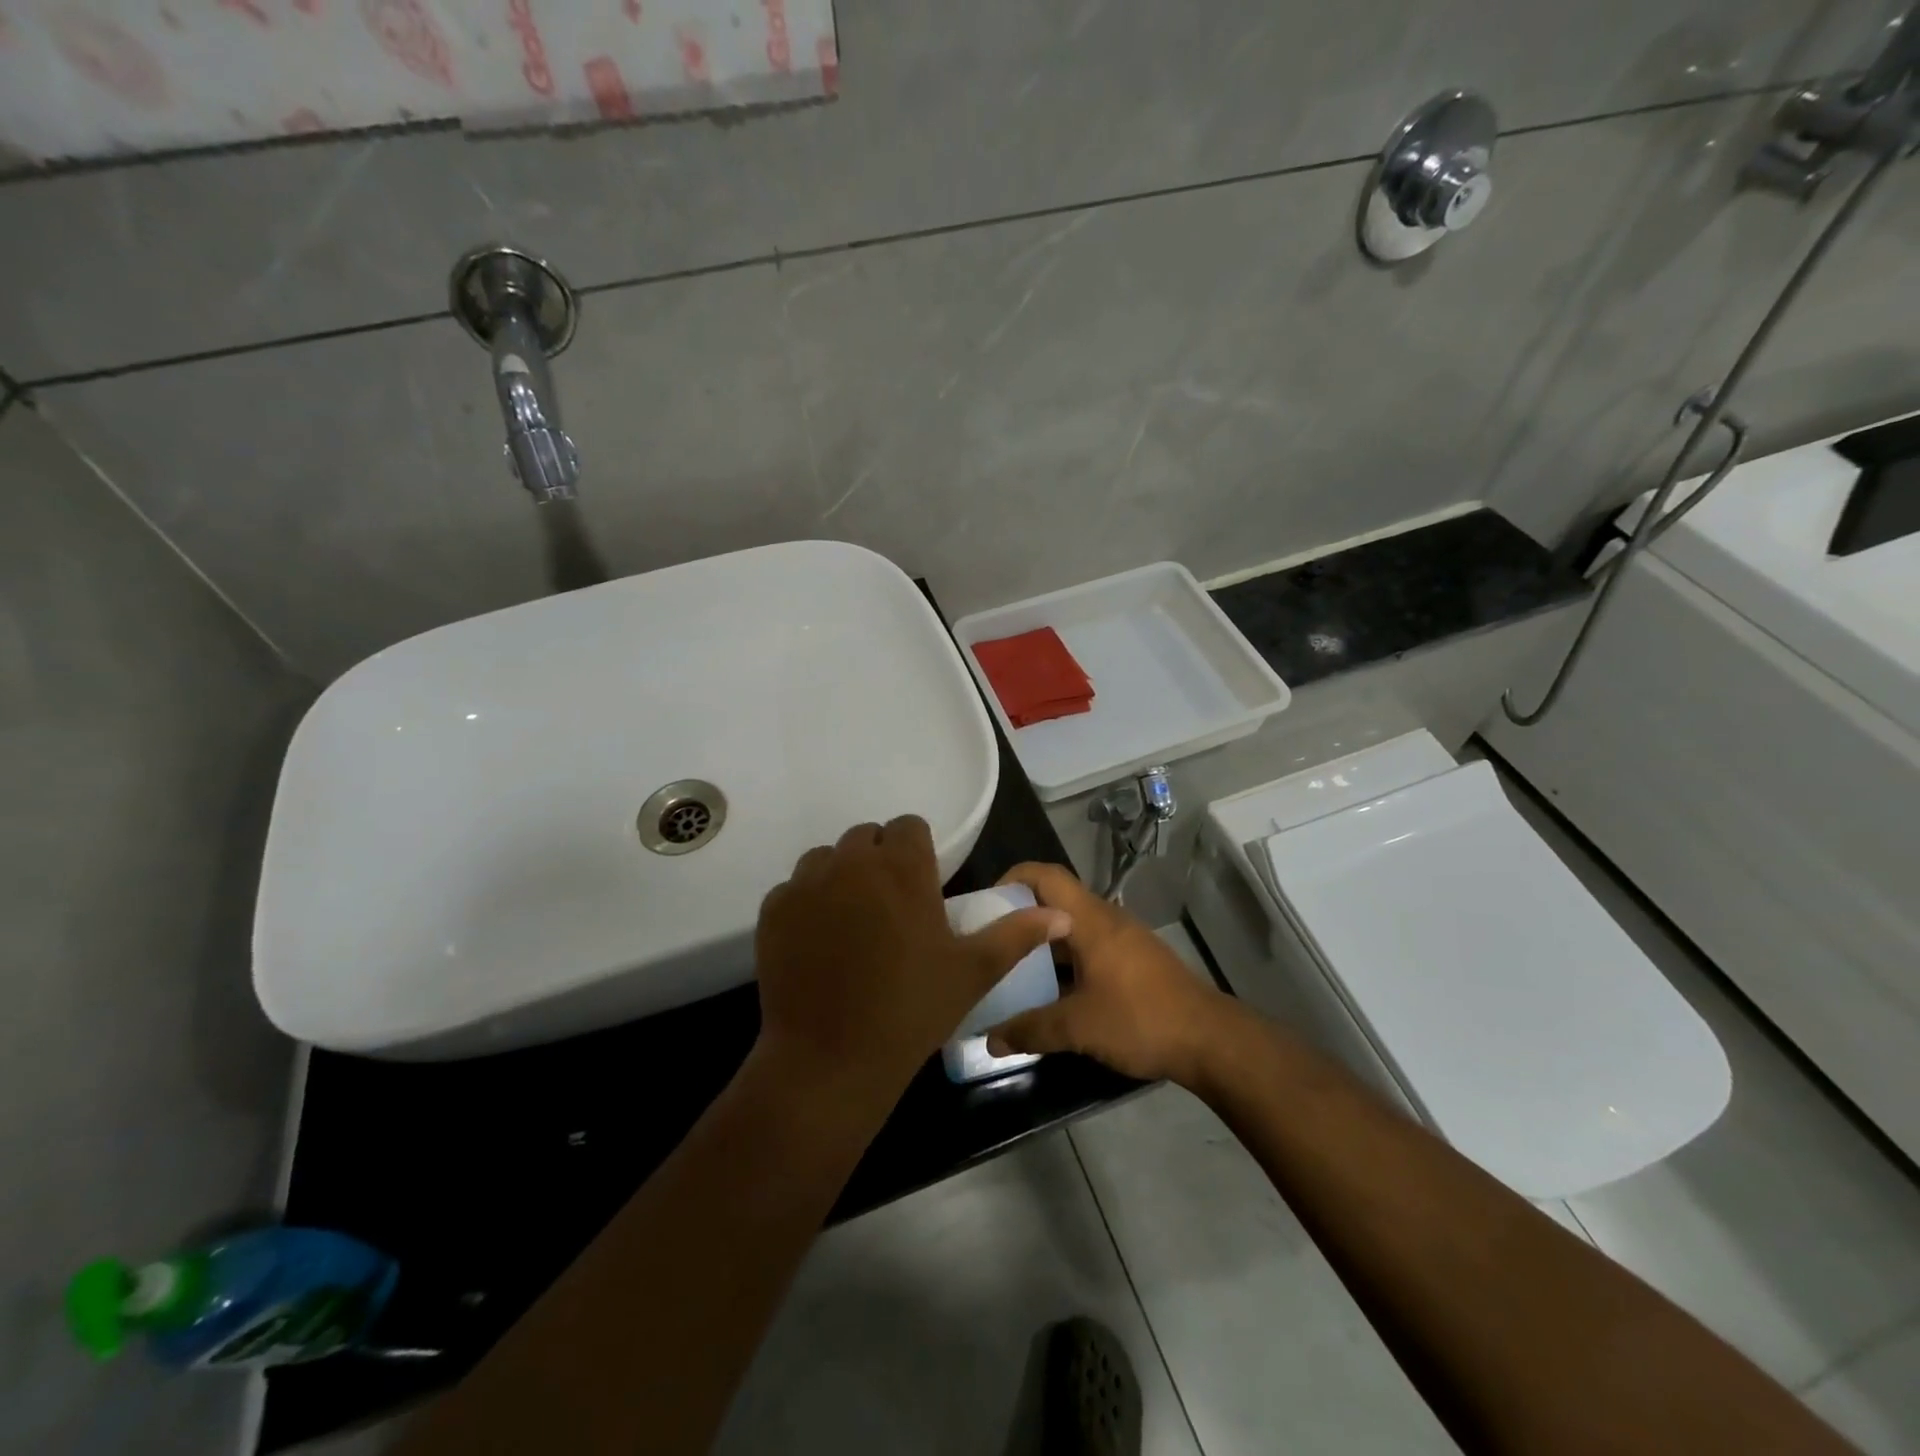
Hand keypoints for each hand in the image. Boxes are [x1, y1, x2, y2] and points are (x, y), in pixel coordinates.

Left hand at [753, 818, 1070, 1109]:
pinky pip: (794, 888)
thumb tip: (1062, 915)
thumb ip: (1016, 935)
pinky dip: (807, 904)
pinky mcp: (773, 910)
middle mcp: (852, 862)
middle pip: (866, 838)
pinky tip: (819, 942)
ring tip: (853, 922)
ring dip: (842, 877)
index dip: (917, 851)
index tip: (922, 886)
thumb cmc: (911, 1011)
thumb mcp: (972, 972)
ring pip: (827, 858)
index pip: (908, 826)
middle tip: (891, 909)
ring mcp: (807, 884)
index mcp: (902, 868)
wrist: (830, 1060)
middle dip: (880, 861)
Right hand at [985, 862, 1234, 1085]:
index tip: (984, 904)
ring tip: (1011, 966)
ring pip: (1071, 926)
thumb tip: (990, 1039)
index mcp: (1089, 919)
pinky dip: (1064, 958)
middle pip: (1055, 900)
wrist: (1209, 1039)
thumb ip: (1031, 1030)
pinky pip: (1088, 945)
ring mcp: (1122, 938)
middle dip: (1020, 915)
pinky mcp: (1133, 959)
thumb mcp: (1078, 1027)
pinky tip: (1051, 989)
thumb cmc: (1140, 1019)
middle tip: (989, 941)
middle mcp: (1105, 918)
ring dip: (1042, 940)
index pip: (1045, 875)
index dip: (1011, 878)